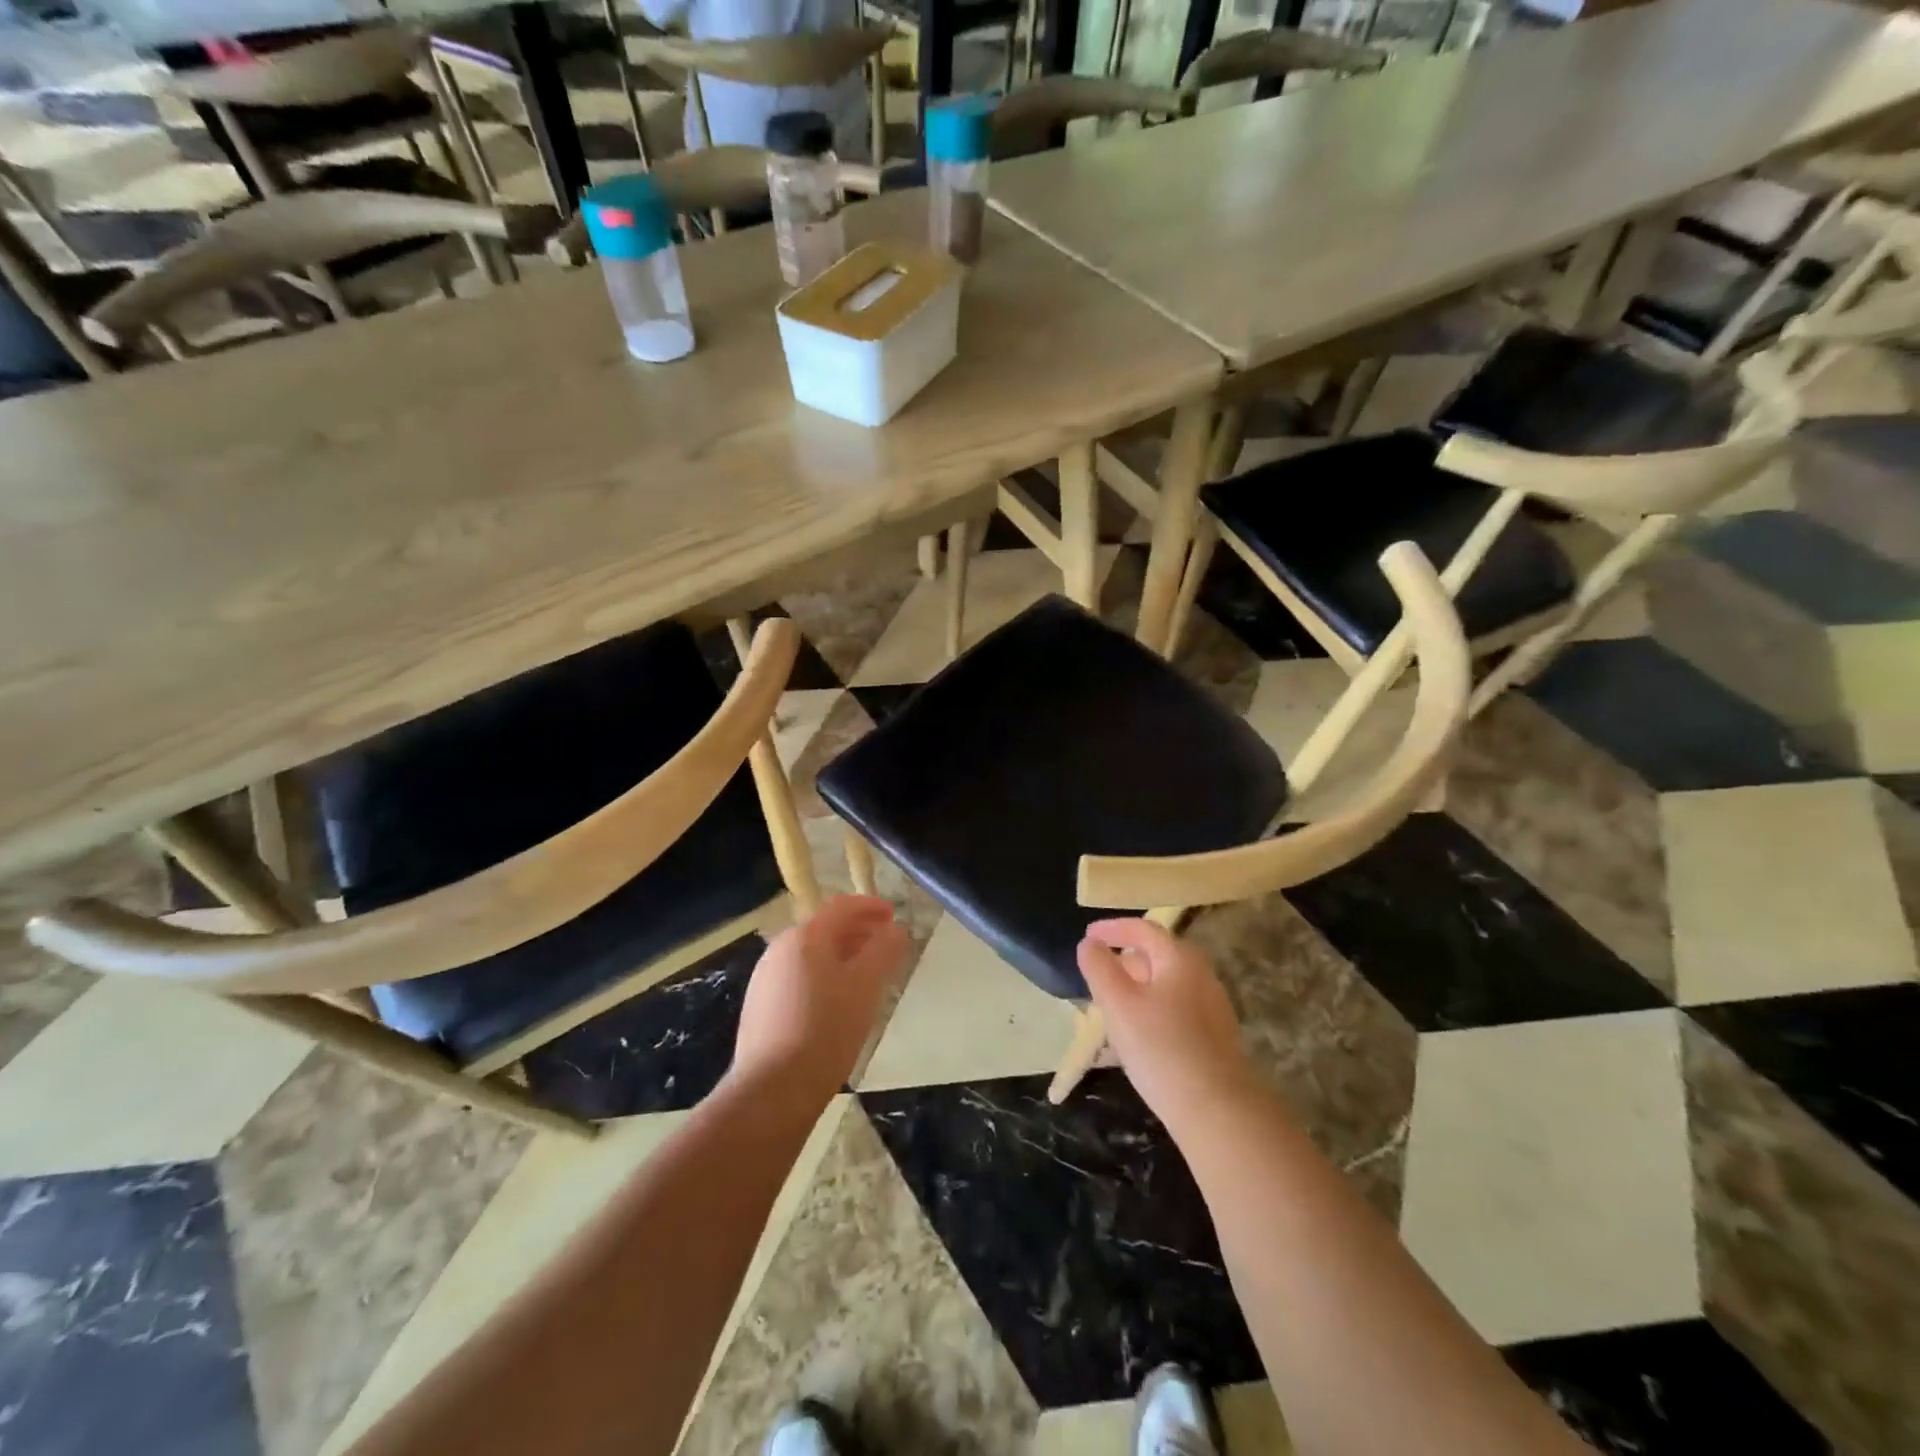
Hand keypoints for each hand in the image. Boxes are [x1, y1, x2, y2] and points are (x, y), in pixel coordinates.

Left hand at [732, 895, 908, 1102]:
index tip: (894, 915)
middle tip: (885, 945)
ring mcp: (766, 978)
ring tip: (867, 975)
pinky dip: (824, 976)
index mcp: (805, 937)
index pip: (841, 907)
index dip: (870, 906)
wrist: (773, 1090)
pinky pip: (799, 977)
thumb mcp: (866, 987)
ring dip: (842, 955)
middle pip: (825, 928)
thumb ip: (884, 951)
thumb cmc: (826, 1030)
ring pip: (811, 955)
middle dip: (858, 932)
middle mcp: (780, 949)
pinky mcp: (760, 1006)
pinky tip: (838, 1002)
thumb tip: (896, 930)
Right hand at [1077, 918, 1256, 1130]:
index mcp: (1180, 958)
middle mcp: (1201, 974)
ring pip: (1167, 982)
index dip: (1112, 928)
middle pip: (1158, 954)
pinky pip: (1177, 1006)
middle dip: (1125, 957)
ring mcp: (1212, 1006)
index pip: (1143, 929)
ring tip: (1113, 1003)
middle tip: (1098, 971)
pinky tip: (1139, 1032)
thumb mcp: (1118, 1003)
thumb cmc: (1160, 1048)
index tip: (1087, 935)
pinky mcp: (1215, 1035)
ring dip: (1138, 984)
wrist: (1216, 1110)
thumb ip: (1099, 967)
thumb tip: (1090, 944)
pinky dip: (1153, 1005)